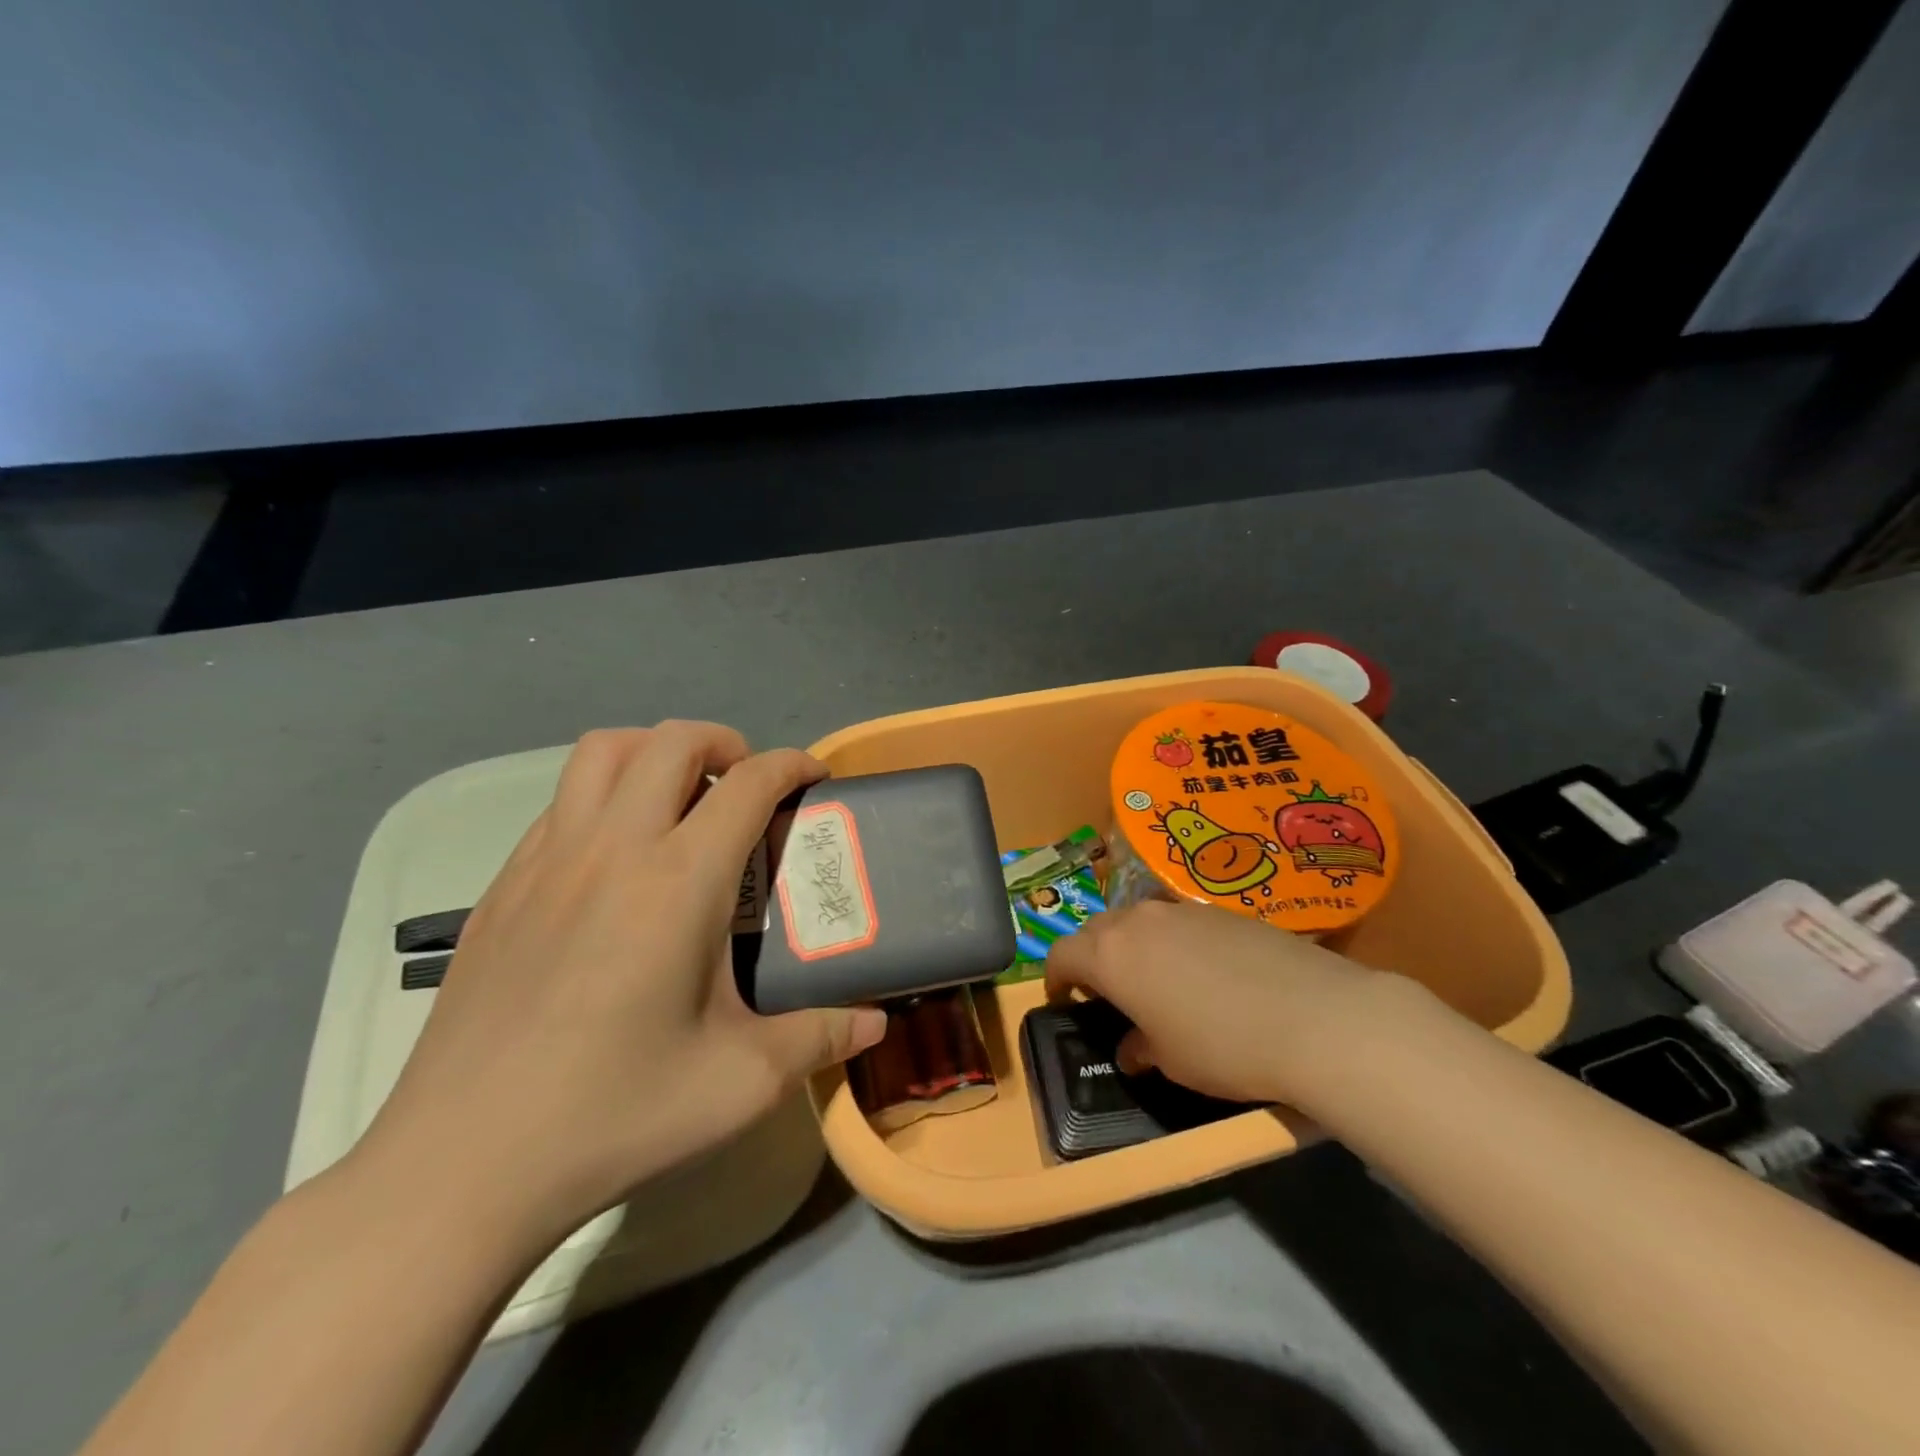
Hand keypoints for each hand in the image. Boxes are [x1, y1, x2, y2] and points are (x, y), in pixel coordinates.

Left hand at [353, 723, 887, 1252]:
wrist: (459, 1167)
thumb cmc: (614, 1115)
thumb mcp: (741, 1082)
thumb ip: (820, 1038)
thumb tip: (876, 1023)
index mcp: (678, 881)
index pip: (748, 783)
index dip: (792, 765)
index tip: (815, 778)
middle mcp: (611, 848)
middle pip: (671, 741)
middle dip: (724, 743)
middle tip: (749, 785)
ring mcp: (545, 861)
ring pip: (602, 752)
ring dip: (654, 753)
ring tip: (682, 800)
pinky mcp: (501, 887)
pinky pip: (561, 802)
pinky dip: (604, 796)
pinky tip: (617, 860)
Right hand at [1043, 899, 1395, 1107]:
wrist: (1315, 1017)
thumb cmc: (1224, 1047)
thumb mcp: (1171, 1061)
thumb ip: (1140, 1047)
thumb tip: (1133, 1048)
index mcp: (1111, 955)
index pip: (1062, 954)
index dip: (1056, 977)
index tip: (1064, 999)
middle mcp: (1138, 920)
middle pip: (1097, 930)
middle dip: (1092, 957)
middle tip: (1106, 990)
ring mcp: (1181, 909)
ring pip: (1137, 920)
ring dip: (1132, 944)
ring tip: (1153, 978)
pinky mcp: (1220, 909)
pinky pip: (1177, 920)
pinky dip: (1171, 940)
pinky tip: (1201, 971)